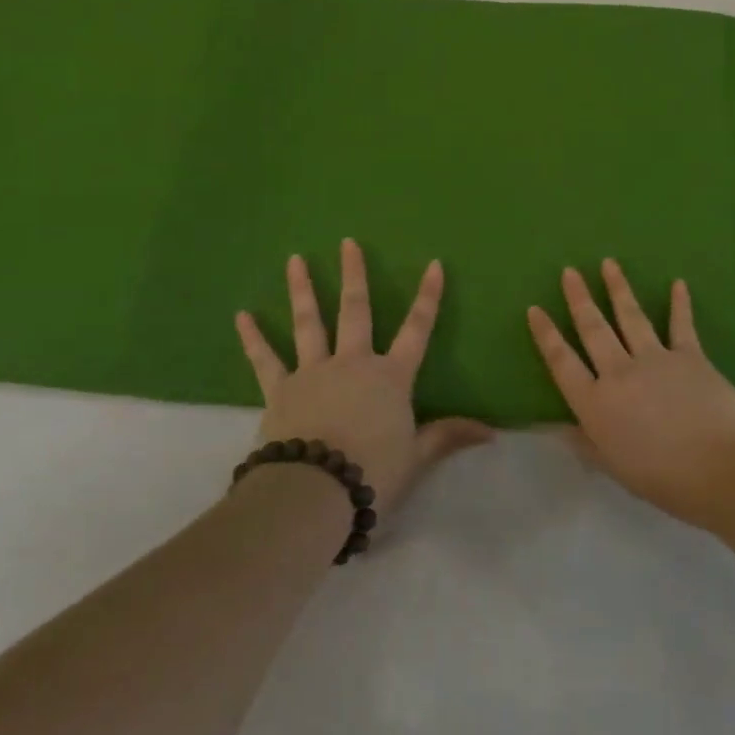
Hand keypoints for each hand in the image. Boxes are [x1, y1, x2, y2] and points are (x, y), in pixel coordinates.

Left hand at [235, 240, 492, 516]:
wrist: (315, 492)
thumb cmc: (373, 472)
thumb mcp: (417, 456)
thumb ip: (449, 436)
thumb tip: (493, 433)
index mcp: (390, 377)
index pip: (417, 329)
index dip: (428, 297)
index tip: (434, 264)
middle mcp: (353, 363)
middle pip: (356, 311)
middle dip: (354, 274)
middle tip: (347, 242)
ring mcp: (313, 372)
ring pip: (309, 323)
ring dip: (303, 289)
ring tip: (295, 259)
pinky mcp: (280, 390)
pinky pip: (265, 359)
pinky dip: (253, 338)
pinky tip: (242, 316)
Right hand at [527, 260, 734, 527]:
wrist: (722, 469)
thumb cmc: (663, 480)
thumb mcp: (615, 467)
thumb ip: (587, 443)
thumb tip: (559, 427)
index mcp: (595, 404)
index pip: (563, 362)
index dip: (547, 335)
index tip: (535, 309)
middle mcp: (619, 373)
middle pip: (593, 329)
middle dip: (579, 299)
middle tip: (569, 271)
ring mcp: (655, 359)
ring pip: (630, 317)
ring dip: (618, 289)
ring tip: (608, 263)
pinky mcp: (690, 356)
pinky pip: (681, 324)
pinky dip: (680, 303)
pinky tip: (678, 283)